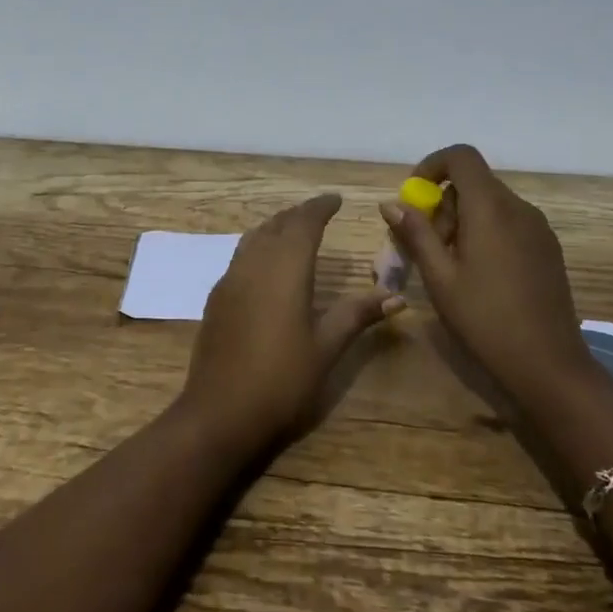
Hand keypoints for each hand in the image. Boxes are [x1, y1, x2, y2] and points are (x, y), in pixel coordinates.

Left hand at [179, 193, 402, 454]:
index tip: (337, 199)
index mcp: (284, 269)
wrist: (220, 412)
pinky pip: (240, 256)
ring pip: (254, 238)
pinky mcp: (217, 298)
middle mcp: (254, 264)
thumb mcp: (326, 348)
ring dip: (276, 227)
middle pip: (276, 225)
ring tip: (295, 230)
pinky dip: (258, 246)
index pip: (303, 223)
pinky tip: (266, 264)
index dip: (320, 207)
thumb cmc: (281, 380)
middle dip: (298, 214)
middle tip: (320, 212)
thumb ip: (357, 315)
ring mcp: (230, 280)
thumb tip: (396, 296)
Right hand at [380, 144, 592, 399]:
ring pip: (490, 203)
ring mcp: (538, 227)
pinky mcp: (547, 247)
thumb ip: (415, 234)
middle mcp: (518, 207)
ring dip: (461, 219)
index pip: (461, 156)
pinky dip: (484, 231)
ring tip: (449, 264)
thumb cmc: (485, 319)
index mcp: (490, 208)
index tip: (414, 198)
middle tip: (425, 244)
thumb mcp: (439, 277)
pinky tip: (478, 273)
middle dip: (442, 203)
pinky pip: (508, 221)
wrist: (549, 364)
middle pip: (473, 182)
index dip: (432, 166)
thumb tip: (391, 204)